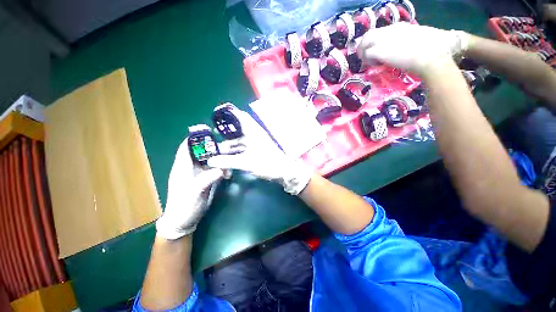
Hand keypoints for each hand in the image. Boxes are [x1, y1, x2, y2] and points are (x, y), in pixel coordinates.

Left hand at [156, 138, 224, 239]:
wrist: (185, 221)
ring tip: (232, 160)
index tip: (209, 132)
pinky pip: (216, 169)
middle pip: (203, 152)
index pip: (187, 147)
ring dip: (221, 159)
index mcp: (183, 167)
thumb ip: (206, 179)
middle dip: (215, 148)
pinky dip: (223, 170)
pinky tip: (229, 175)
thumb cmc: (184, 206)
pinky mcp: (207, 179)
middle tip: (229, 147)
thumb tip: (221, 169)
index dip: (196, 138)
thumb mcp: (194, 193)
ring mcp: (200, 173)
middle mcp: (191, 167)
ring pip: (211, 160)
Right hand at [207, 108, 312, 194]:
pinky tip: (228, 160)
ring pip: (239, 142)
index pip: (240, 116)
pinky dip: (236, 153)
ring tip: (217, 155)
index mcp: (252, 131)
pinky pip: (243, 149)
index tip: (217, 115)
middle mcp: (254, 135)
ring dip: (230, 148)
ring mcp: (256, 143)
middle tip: (213, 140)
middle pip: (237, 132)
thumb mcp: (246, 162)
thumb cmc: (266, 163)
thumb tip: (210, 161)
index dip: (228, 114)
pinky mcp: (257, 151)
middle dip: (225, 137)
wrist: (283, 171)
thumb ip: (227, 162)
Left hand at [357, 22, 469, 74]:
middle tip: (365, 57)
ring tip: (367, 62)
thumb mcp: (424, 38)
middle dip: (364, 46)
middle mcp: (390, 30)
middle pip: (369, 35)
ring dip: (363, 52)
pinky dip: (368, 60)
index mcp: (401, 27)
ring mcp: (383, 40)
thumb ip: (416, 39)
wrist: (430, 56)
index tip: (379, 50)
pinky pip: (367, 54)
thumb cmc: (433, 49)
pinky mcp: (380, 51)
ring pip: (364, 43)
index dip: (377, 41)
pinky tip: (374, 65)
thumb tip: (418, 44)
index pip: (382, 32)